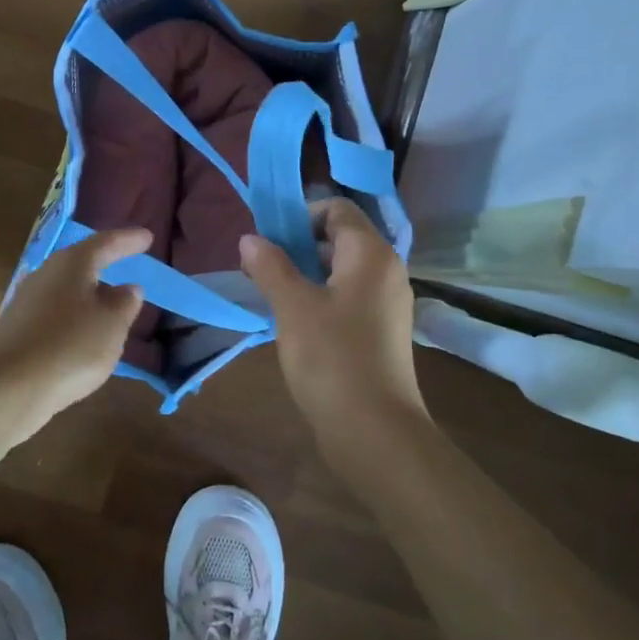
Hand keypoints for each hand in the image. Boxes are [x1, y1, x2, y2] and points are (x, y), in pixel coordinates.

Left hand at [0, 227, 149, 434]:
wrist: (6, 388)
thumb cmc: (70, 347)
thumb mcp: (111, 325)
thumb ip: (125, 303)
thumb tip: (128, 288)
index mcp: (71, 264)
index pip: (106, 243)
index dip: (129, 240)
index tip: (148, 237)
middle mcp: (45, 274)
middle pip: (81, 262)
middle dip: (105, 263)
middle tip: (127, 263)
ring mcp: (26, 301)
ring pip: (67, 289)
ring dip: (89, 294)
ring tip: (111, 304)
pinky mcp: (17, 329)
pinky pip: (55, 313)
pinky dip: (74, 317)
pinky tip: (84, 333)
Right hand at [238, 198, 427, 468]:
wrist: (375, 430)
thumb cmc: (332, 358)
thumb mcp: (292, 307)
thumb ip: (270, 266)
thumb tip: (250, 238)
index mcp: (371, 253)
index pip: (336, 209)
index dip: (300, 216)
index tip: (268, 241)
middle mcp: (387, 270)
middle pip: (340, 237)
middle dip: (298, 245)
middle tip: (262, 268)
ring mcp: (388, 302)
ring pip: (343, 270)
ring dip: (307, 273)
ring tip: (273, 294)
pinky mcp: (383, 330)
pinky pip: (349, 296)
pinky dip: (322, 297)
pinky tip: (296, 320)